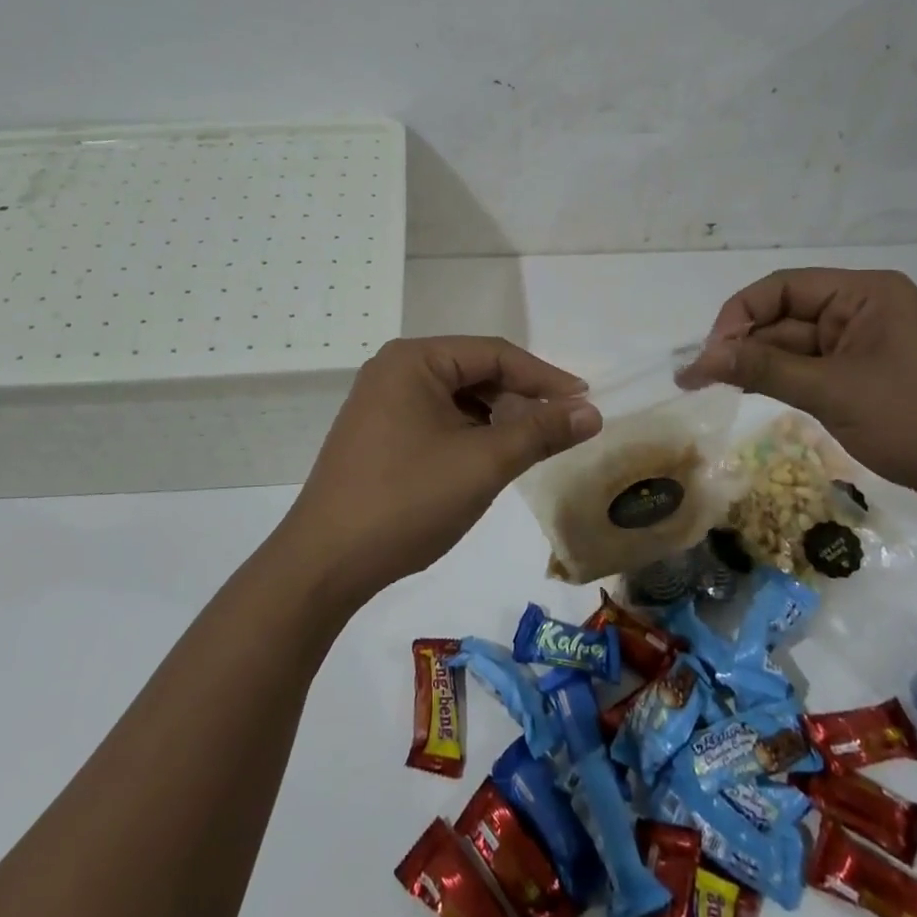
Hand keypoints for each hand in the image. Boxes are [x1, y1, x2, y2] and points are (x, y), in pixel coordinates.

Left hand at [275, 337, 602, 604]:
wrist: (325, 562)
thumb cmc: (407, 501)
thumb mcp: (483, 463)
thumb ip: (540, 431)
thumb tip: (591, 412)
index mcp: (414, 360)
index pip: (495, 354)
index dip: (545, 377)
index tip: (586, 403)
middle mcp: (393, 370)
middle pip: (474, 372)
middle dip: (519, 399)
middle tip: (559, 430)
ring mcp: (380, 402)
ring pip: (456, 399)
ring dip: (495, 419)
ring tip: (525, 449)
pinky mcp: (375, 433)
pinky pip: (435, 419)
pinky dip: (467, 435)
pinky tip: (484, 461)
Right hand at [679, 269, 916, 516]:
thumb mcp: (833, 392)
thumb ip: (764, 369)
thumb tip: (701, 359)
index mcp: (863, 295)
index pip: (782, 289)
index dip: (738, 316)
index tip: (710, 354)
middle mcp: (862, 311)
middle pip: (785, 317)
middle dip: (743, 345)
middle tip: (698, 377)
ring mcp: (866, 346)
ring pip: (795, 346)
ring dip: (758, 364)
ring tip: (711, 386)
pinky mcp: (868, 377)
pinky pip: (813, 369)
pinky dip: (783, 381)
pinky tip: (750, 393)